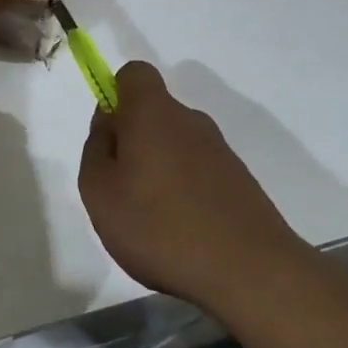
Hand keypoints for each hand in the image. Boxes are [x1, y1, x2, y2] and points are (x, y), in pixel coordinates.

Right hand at [78, 62, 307, 308]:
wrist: (251, 273)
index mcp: (153, 113)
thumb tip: (108, 123)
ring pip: (175, 145)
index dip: (115, 94)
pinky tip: (180, 233)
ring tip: (150, 219)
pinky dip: (184, 192)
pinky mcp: (239, 182)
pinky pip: (198, 172)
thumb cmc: (160, 227)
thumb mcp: (99, 191)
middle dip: (133, 141)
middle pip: (153, 113)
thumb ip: (96, 148)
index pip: (134, 74)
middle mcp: (190, 121)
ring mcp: (220, 151)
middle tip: (120, 188)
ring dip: (158, 170)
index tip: (108, 135)